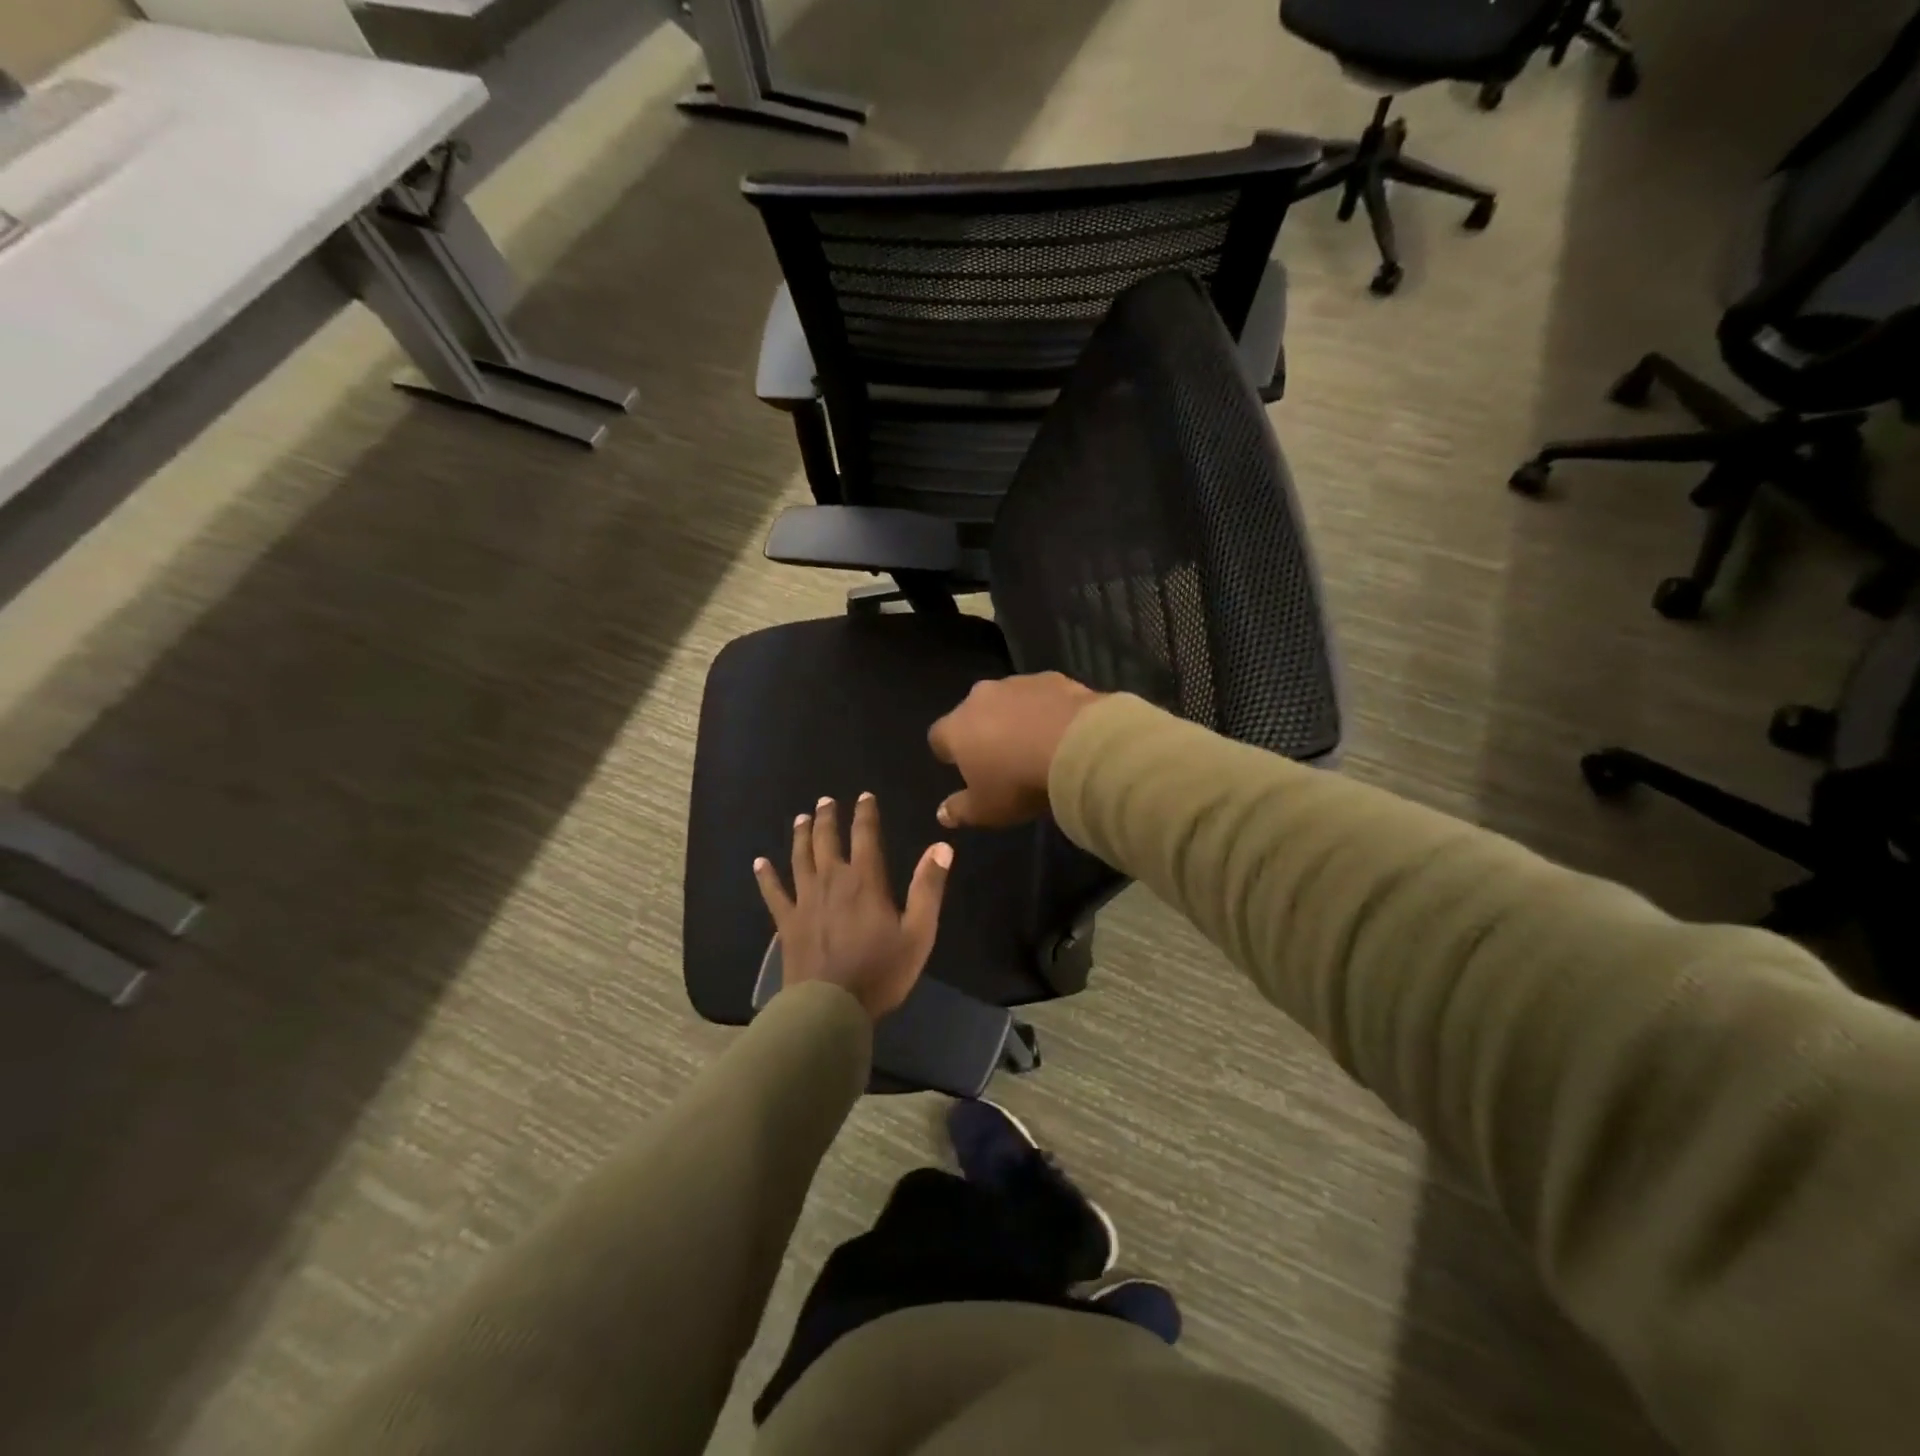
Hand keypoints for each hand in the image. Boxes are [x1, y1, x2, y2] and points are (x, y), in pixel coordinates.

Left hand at [754, 794, 951, 1019]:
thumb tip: (942, 846)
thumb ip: (928, 888)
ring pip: (800, 858)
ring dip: (801, 836)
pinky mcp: (787, 923)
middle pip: (826, 841)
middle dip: (827, 818)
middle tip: (825, 801)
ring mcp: (805, 901)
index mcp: (865, 881)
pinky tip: (759, 863)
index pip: (866, 836)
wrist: (830, 1008)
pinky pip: (773, 893)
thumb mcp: (918, 933)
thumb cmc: (880, 972)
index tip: (864, 796)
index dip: (865, 814)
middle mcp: (832, 881)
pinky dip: (766, 876)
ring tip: (801, 819)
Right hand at [927, 672, 1105, 829]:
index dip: (949, 752)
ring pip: (1008, 700)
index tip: (963, 768)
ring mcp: (1017, 683)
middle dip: (983, 730)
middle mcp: (980, 697)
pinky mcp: (1052, 678)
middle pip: (973, 713)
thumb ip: (960, 810)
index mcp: (957, 728)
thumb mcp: (986, 809)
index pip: (939, 737)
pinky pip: (1041, 695)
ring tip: (1036, 743)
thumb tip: (942, 813)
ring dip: (1015, 717)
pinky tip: (1062, 730)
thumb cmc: (1019, 782)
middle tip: (1002, 757)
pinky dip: (1046, 709)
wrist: (1077, 747)